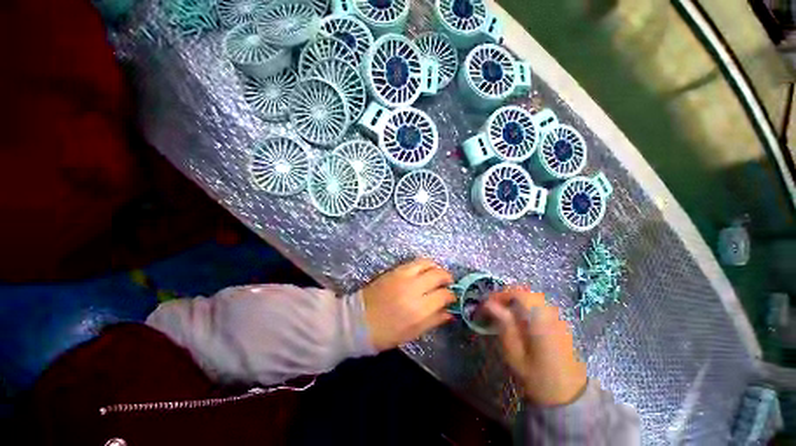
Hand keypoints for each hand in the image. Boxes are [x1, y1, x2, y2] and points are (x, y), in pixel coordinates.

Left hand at [362, 258, 455, 350]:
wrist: (358, 321)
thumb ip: (434, 320)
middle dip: (448, 278)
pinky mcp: (395, 270)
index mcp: (419, 309)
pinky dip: (424, 264)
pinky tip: (424, 271)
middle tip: (448, 284)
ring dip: (437, 267)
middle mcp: (413, 288)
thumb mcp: (413, 333)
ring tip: (438, 275)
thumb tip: (451, 312)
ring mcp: (403, 276)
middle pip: (439, 275)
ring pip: (427, 263)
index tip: (452, 298)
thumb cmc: (386, 333)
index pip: (444, 295)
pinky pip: (414, 262)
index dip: (452, 295)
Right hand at [484, 287, 586, 405]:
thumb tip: (489, 304)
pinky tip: (521, 318)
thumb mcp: (515, 354)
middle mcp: (552, 315)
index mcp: (540, 321)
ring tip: (504, 311)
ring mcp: (559, 319)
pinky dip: (528, 306)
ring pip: (535, 298)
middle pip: (528, 293)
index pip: (519, 294)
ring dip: (518, 299)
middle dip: (508, 295)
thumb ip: (504, 325)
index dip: (500, 294)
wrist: (569, 397)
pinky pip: (543, 306)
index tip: (487, 303)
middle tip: (494, 306)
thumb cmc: (538, 377)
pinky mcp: (562, 325)